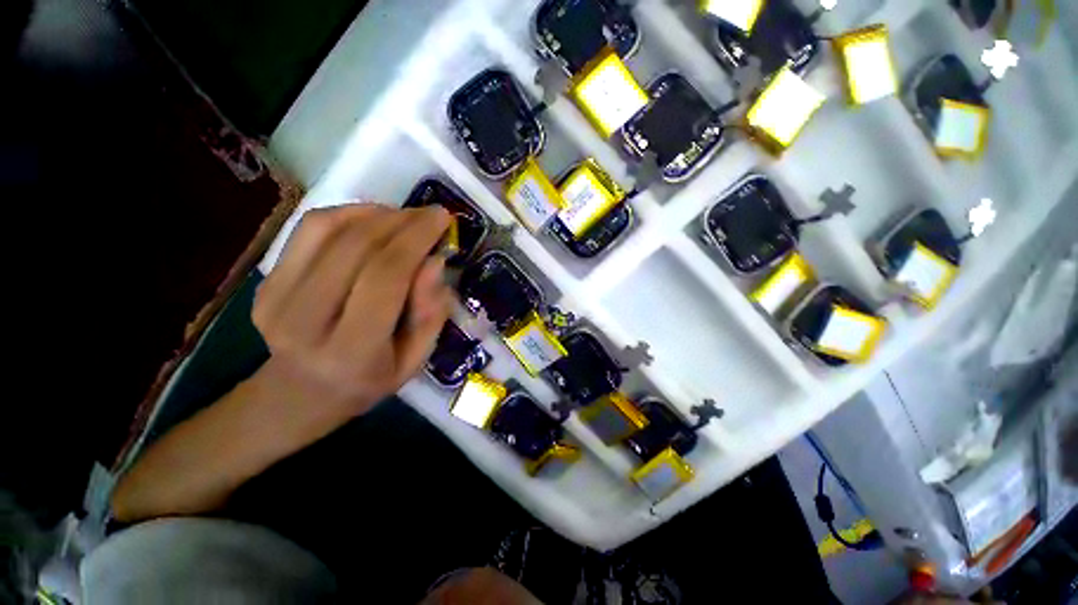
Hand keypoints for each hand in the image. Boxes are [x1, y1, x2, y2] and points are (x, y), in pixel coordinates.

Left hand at [252, 202, 452, 424]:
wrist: (300, 392)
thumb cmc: (369, 380)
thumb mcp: (415, 359)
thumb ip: (430, 313)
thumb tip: (435, 261)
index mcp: (351, 349)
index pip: (385, 277)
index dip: (415, 239)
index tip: (441, 218)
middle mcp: (304, 320)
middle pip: (356, 247)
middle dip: (401, 221)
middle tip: (429, 215)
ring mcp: (275, 297)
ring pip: (328, 228)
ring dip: (375, 213)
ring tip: (404, 217)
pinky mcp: (266, 280)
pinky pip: (309, 229)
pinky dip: (347, 214)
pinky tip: (373, 220)